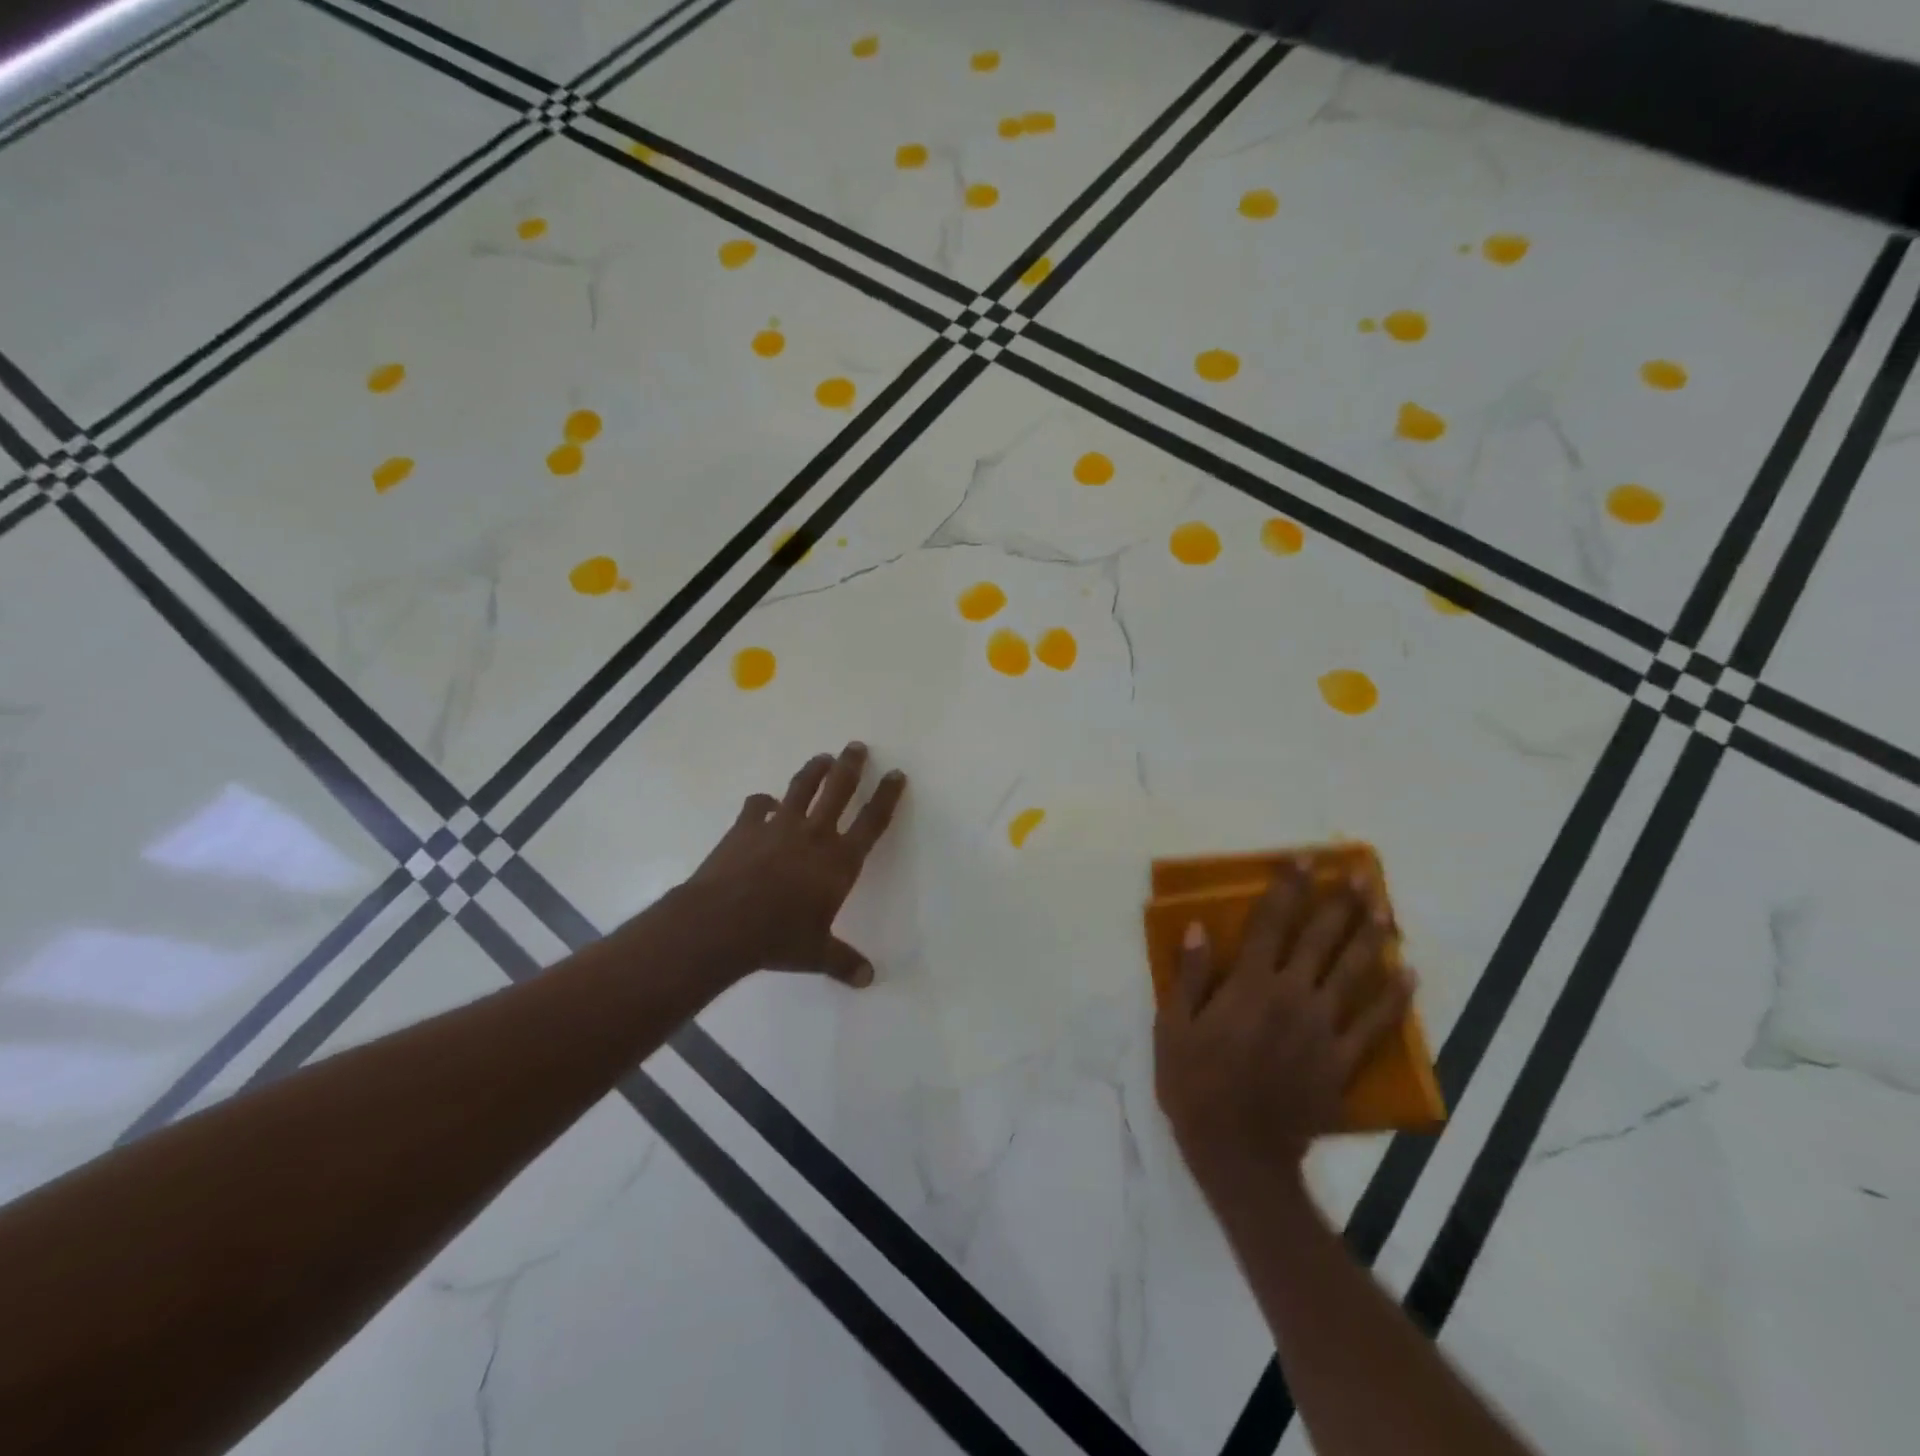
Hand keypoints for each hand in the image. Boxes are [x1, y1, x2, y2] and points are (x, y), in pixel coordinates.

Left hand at [678, 742, 906, 986]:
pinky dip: (763, 802)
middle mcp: (814, 835)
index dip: (887, 796)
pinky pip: (758, 806)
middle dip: (851, 766)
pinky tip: (764, 802)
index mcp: (839, 861)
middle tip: (857, 746)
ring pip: (802, 788)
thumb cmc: (778, 938)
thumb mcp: (816, 954)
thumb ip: (844, 962)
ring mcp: (778, 827)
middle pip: (839, 791)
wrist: (722, 923)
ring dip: (814, 770)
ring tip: (823, 757)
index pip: (872, 822)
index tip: (896, 774)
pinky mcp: (745, 827)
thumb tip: (868, 979)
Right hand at [1154, 862, 1412, 1211]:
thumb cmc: (1194, 1084)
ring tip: (1387, 909)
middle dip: (1340, 903)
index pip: (1271, 923)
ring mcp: (1322, 1029)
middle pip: (1320, 940)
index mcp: (1249, 985)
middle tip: (1361, 874)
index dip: (1287, 888)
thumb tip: (1198, 928)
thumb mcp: (1173, 1027)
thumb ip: (1190, 976)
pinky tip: (1407, 973)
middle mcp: (1291, 996)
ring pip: (1353, 973)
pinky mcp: (1341, 1061)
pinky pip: (1374, 1024)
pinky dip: (1393, 998)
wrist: (1238, 1153)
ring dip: (1371, 937)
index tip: (1303, 859)